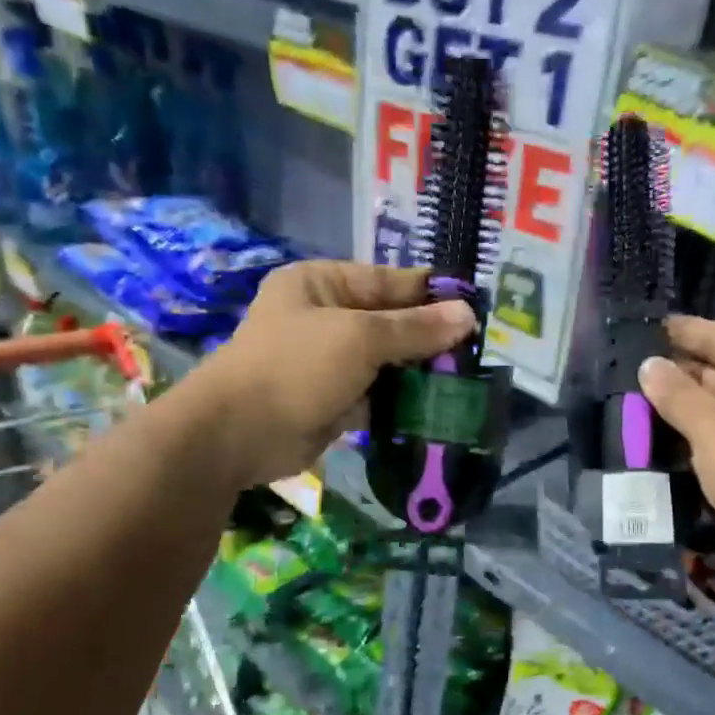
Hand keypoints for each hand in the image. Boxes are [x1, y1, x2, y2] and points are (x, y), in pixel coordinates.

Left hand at [199, 261, 474, 485]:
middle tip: (476, 352)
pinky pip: (376, 395)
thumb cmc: (296, 367)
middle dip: (429, 338)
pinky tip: (436, 407)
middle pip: (389, 322)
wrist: (239, 434)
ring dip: (419, 373)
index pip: (388, 280)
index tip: (475, 307)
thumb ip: (415, 329)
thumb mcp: (360, 338)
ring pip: (386, 361)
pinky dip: (401, 402)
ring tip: (465, 381)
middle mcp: (324, 317)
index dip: (430, 293)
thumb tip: (468, 314)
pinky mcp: (333, 400)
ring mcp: (328, 361)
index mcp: (321, 283)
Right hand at [638, 317, 714, 576]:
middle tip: (617, 371)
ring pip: (707, 407)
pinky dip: (683, 437)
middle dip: (668, 373)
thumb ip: (676, 393)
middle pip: (710, 370)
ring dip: (671, 408)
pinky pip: (710, 438)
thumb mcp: (712, 425)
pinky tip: (646, 437)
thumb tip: (648, 364)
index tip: (636, 328)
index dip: (678, 331)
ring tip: (621, 402)